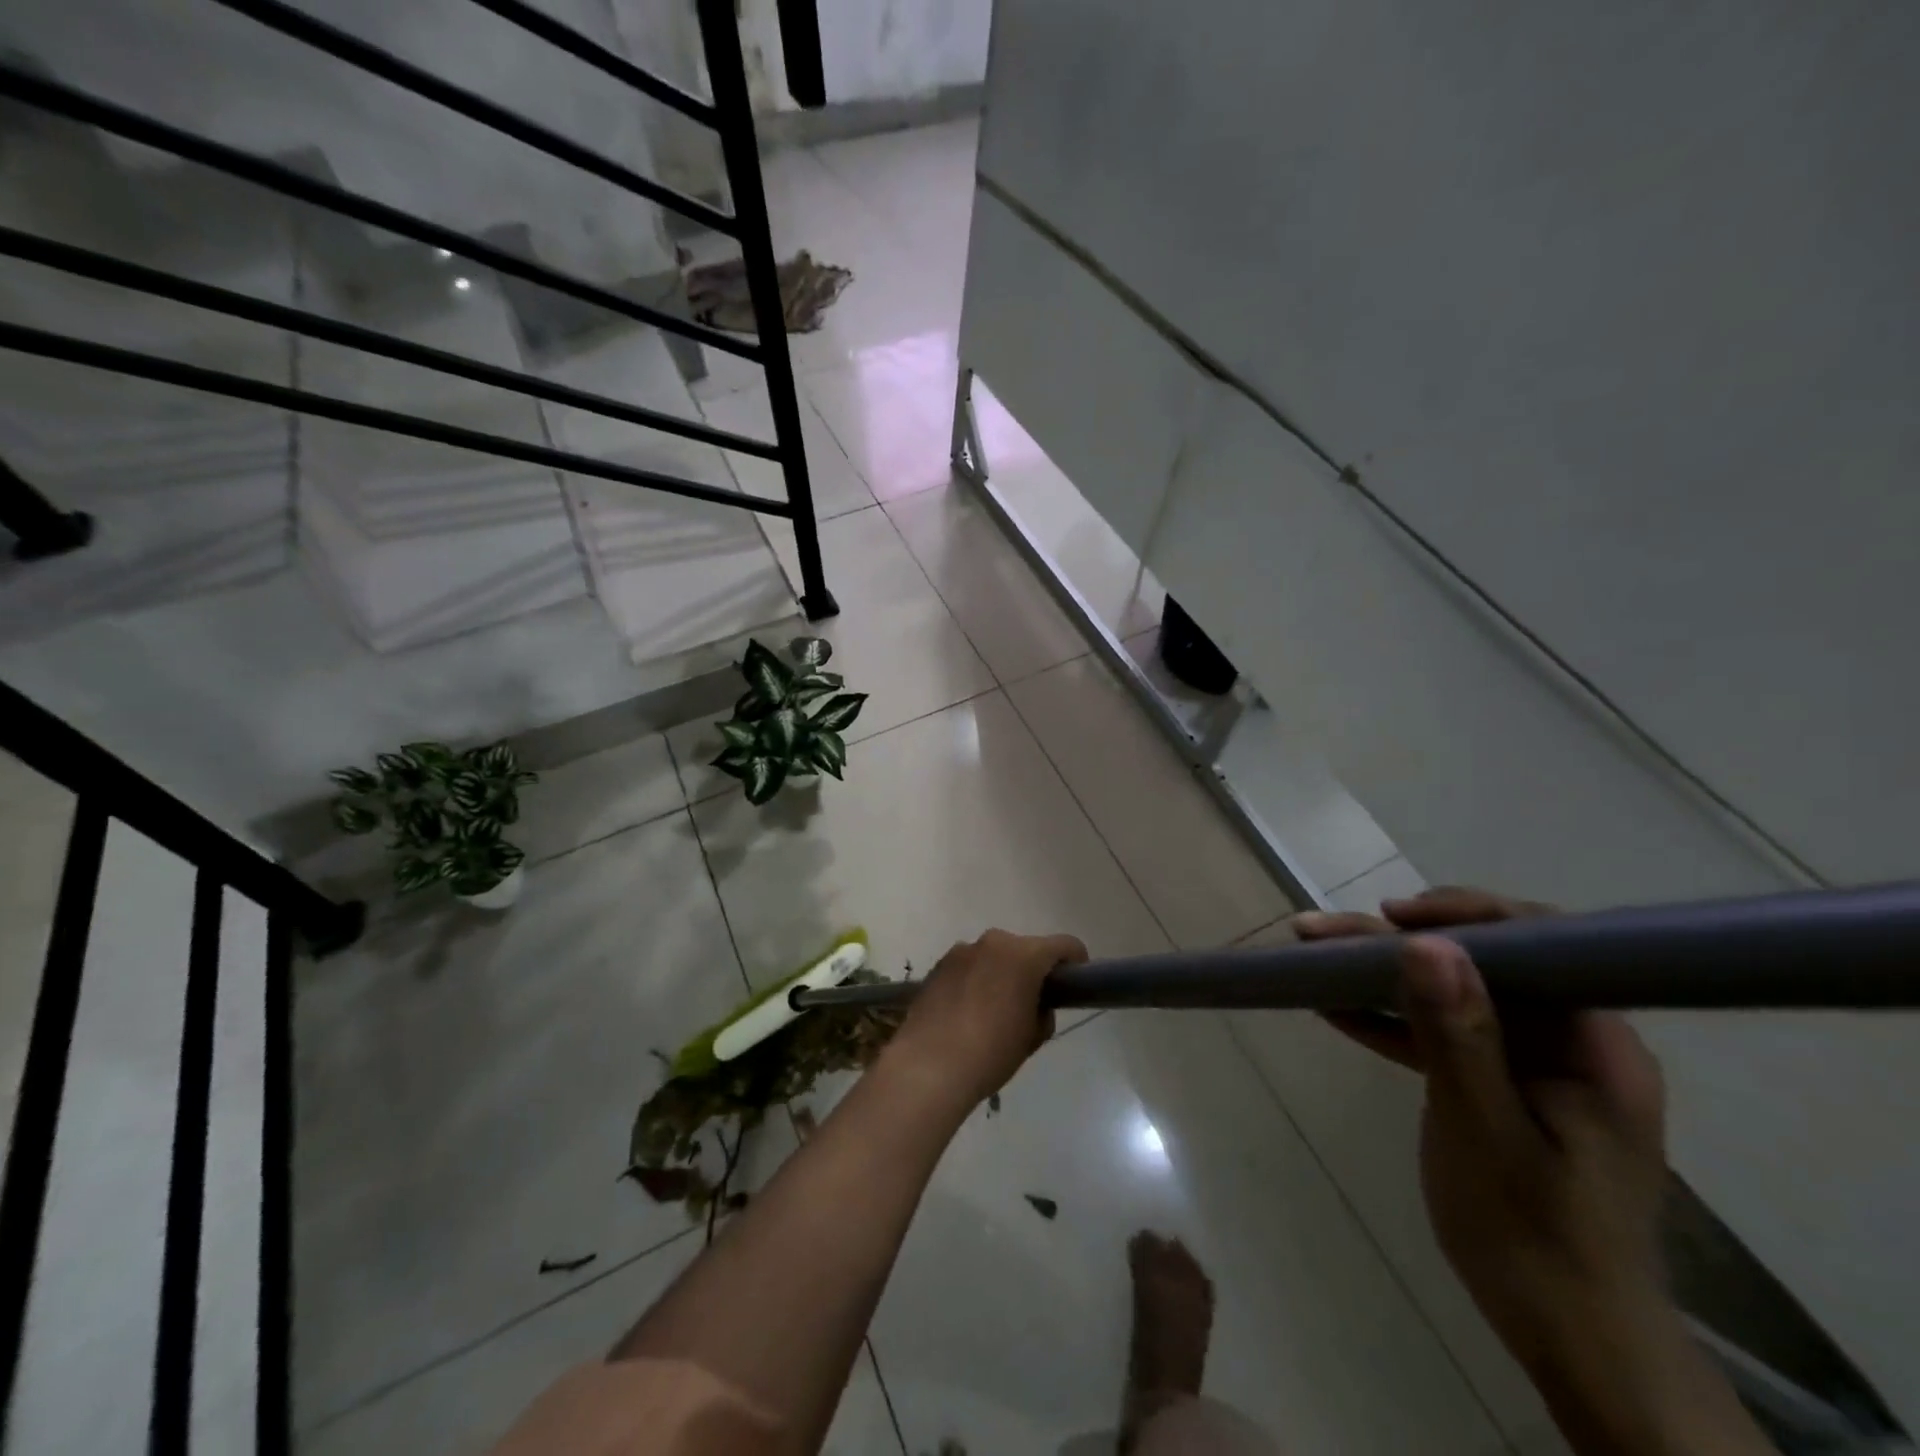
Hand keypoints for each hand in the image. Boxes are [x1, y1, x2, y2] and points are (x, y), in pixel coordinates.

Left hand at [883, 929, 1087, 1113]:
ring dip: (1001, 973)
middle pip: (1026, 948)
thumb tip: (1036, 1004)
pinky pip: (969, 965)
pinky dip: (975, 979)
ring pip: (994, 955)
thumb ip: (1042, 1011)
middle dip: (1033, 969)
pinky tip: (966, 1011)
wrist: (929, 1066)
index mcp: (1024, 955)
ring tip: (992, 1010)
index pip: (1064, 945)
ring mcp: (962, 950)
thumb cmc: (991, 1052)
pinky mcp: (939, 964)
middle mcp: (994, 942)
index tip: (1074, 984)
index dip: (1075, 962)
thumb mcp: (1032, 1037)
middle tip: (1031, 1003)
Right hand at [1293, 889, 1668, 1366]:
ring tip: (1313, 959)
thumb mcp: (1485, 1130)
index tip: (1390, 914)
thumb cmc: (1535, 1237)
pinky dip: (1393, 1022)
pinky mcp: (1504, 1085)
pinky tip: (1336, 1010)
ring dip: (1383, 977)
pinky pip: (1444, 1034)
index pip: (1538, 943)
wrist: (1571, 1340)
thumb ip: (1457, 1034)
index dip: (1463, 915)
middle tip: (1318, 934)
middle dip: (1396, 944)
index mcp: (1594, 1043)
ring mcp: (1535, 1063)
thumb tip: (1425, 942)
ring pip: (1453, 994)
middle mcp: (1571, 1039)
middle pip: (1480, 963)